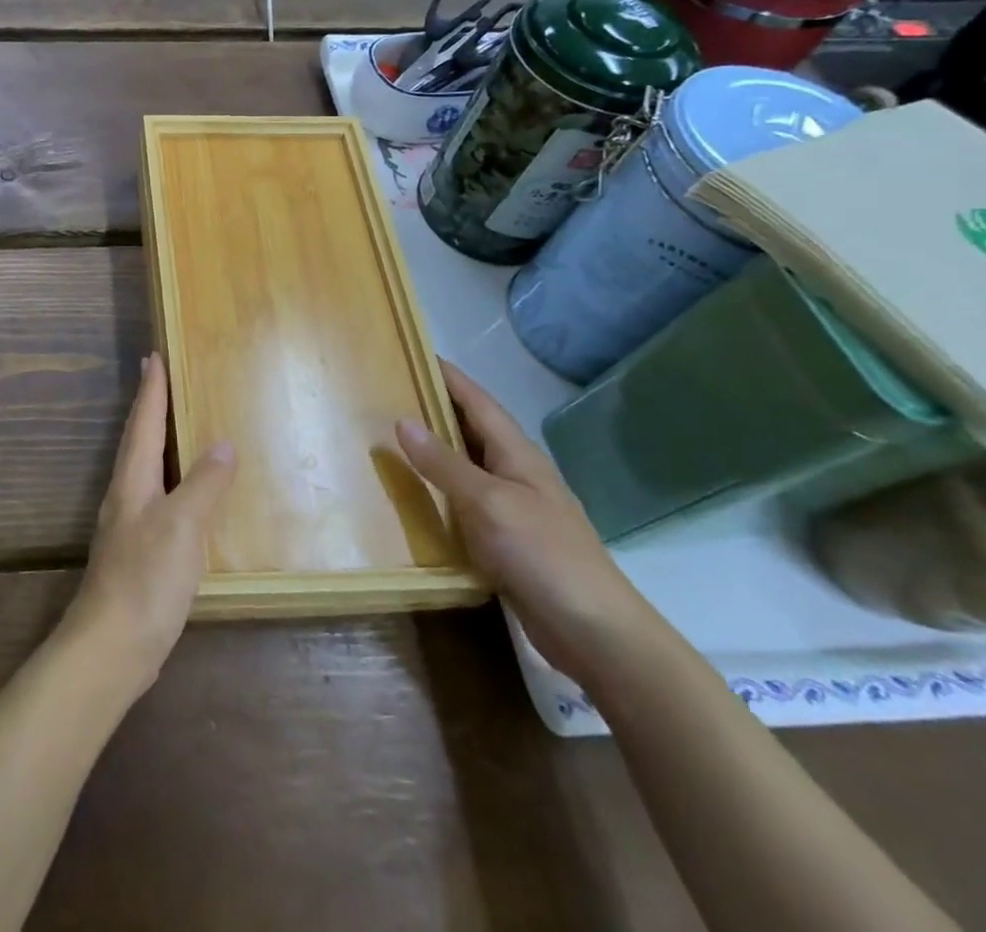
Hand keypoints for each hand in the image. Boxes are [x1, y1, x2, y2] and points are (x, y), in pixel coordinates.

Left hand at [59, 353, 236, 701]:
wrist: (112, 646)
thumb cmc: (146, 578)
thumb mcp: (182, 526)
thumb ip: (203, 484)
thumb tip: (224, 444)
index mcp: (133, 481)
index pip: (145, 423)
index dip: (151, 390)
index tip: (153, 356)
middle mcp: (126, 495)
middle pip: (138, 441)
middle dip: (149, 408)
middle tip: (158, 377)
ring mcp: (129, 524)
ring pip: (144, 468)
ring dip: (156, 441)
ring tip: (173, 426)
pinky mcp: (138, 552)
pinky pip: (155, 498)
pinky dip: (169, 480)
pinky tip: (183, 494)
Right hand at [396, 361, 665, 686]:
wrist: (596, 632)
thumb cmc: (543, 554)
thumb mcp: (488, 502)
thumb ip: (445, 463)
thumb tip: (402, 420)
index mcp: (517, 455)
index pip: (478, 402)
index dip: (448, 377)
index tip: (414, 353)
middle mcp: (516, 474)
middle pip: (472, 430)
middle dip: (436, 408)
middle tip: (389, 392)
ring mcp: (514, 509)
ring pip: (467, 466)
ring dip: (434, 449)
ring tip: (391, 437)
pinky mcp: (507, 541)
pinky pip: (465, 503)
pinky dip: (439, 491)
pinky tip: (414, 497)